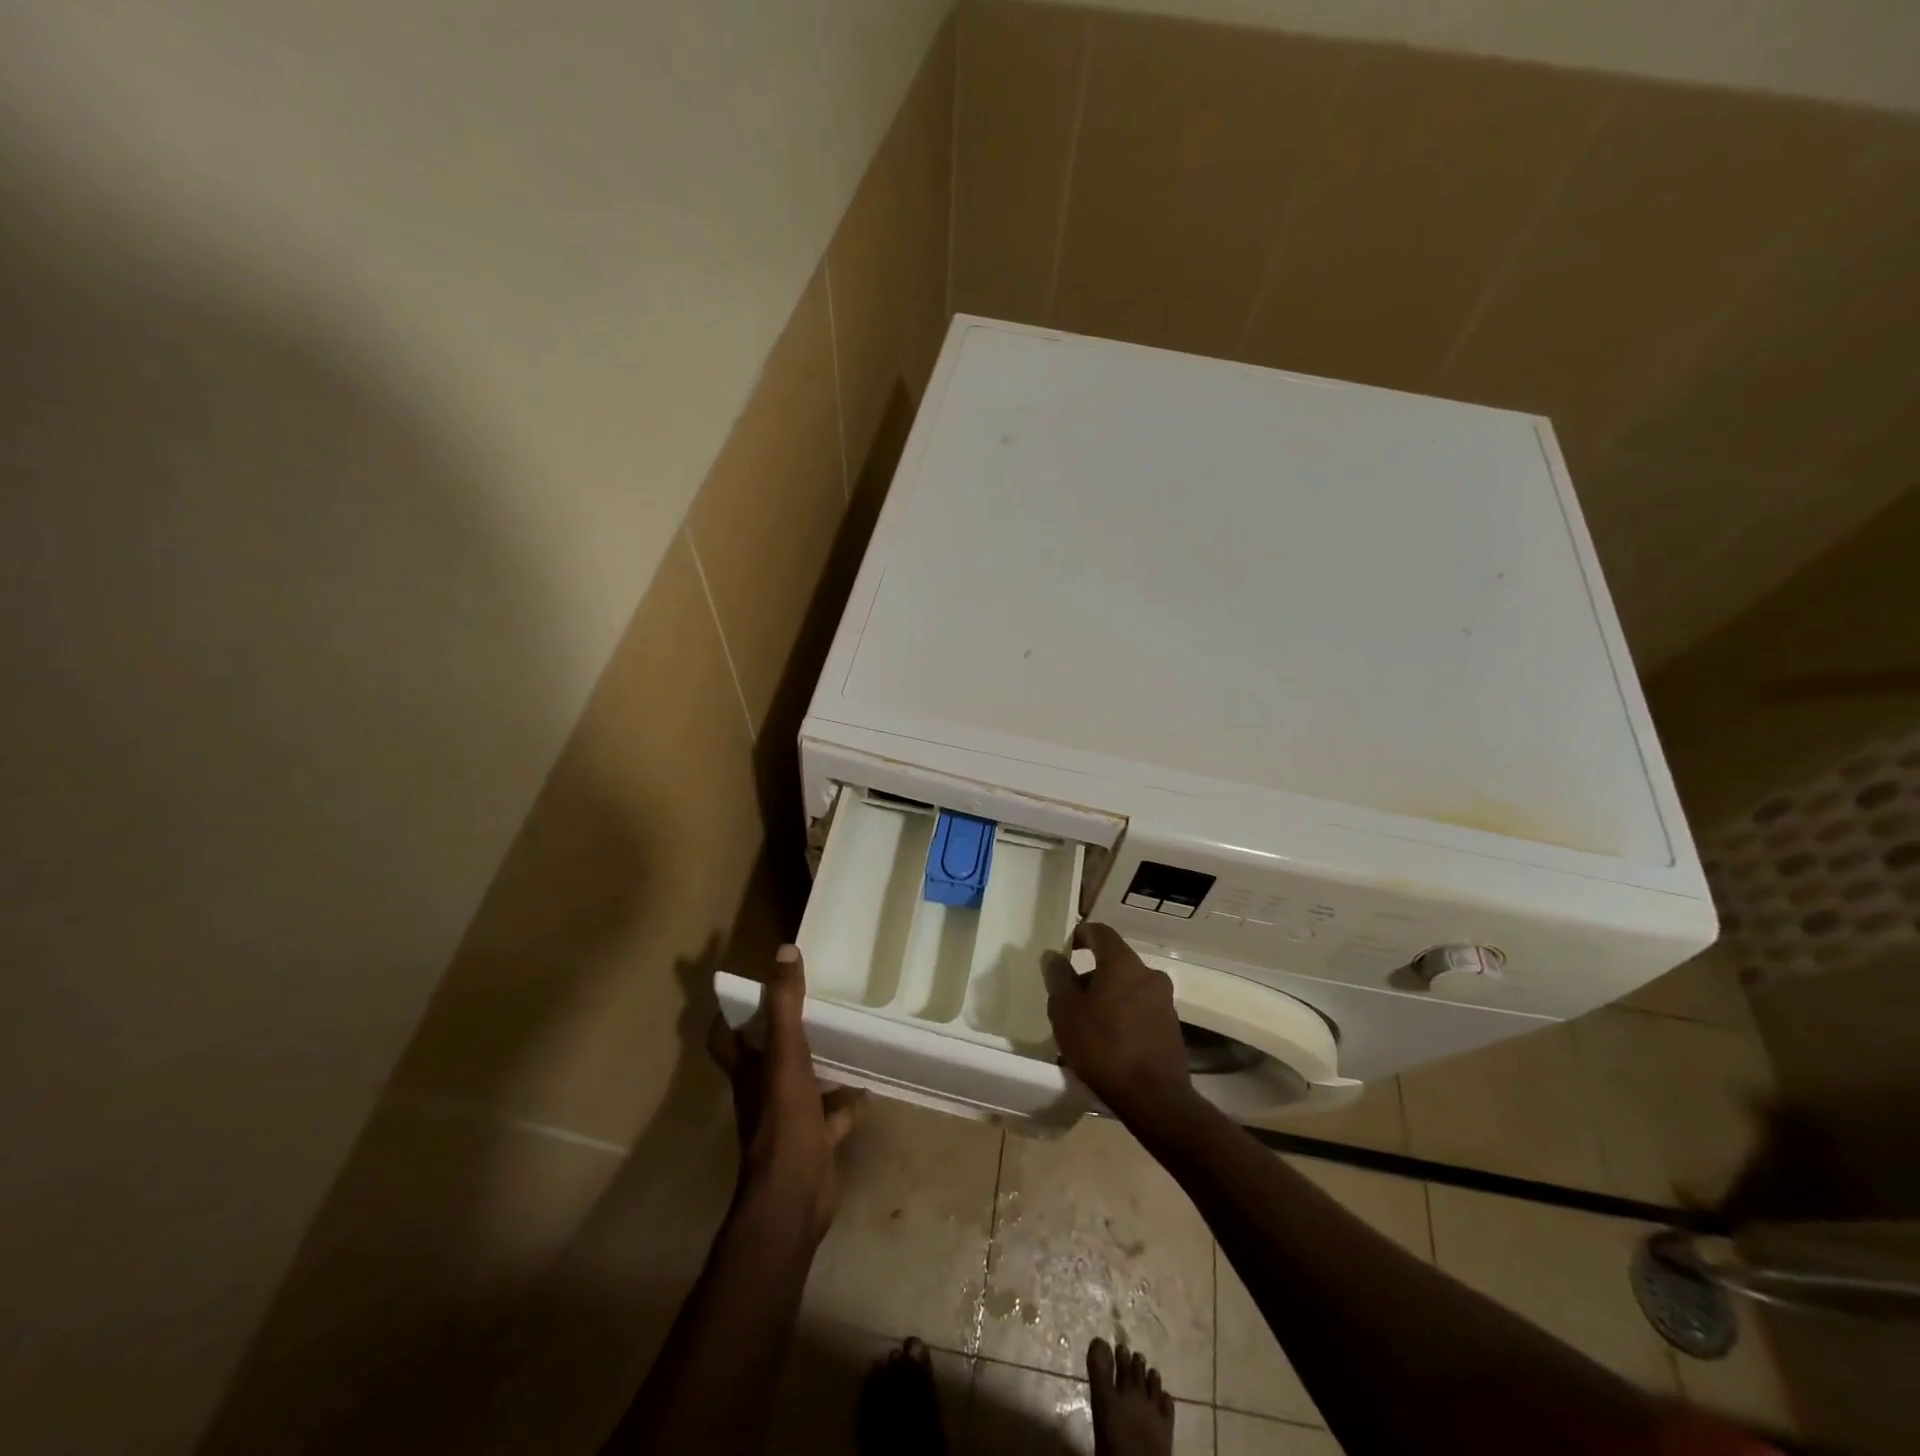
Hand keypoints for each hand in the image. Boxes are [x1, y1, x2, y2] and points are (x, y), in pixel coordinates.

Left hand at [708, 944, 863, 1239]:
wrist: (794, 1197)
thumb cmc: (783, 1121)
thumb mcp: (786, 1055)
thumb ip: (785, 1005)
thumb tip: (784, 950)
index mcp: (748, 1071)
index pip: (724, 1037)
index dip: (730, 1014)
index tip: (750, 988)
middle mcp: (762, 1092)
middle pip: (765, 1057)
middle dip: (782, 1032)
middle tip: (810, 1003)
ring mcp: (787, 1119)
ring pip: (800, 1084)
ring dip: (817, 1064)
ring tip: (844, 1036)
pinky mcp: (812, 1141)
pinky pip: (830, 1116)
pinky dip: (846, 1103)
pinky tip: (866, 1087)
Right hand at [1043, 923, 1196, 1127]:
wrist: (1155, 1099)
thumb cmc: (1103, 1047)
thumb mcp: (1066, 1011)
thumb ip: (1058, 977)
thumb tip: (1053, 954)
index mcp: (1123, 963)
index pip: (1101, 932)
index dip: (1082, 934)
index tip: (1067, 945)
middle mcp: (1148, 974)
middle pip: (1116, 962)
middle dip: (1092, 974)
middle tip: (1070, 995)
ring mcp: (1164, 1002)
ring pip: (1128, 988)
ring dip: (1108, 997)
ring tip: (1087, 1024)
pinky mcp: (1171, 1028)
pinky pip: (1140, 1010)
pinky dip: (1123, 1016)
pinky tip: (1109, 1041)